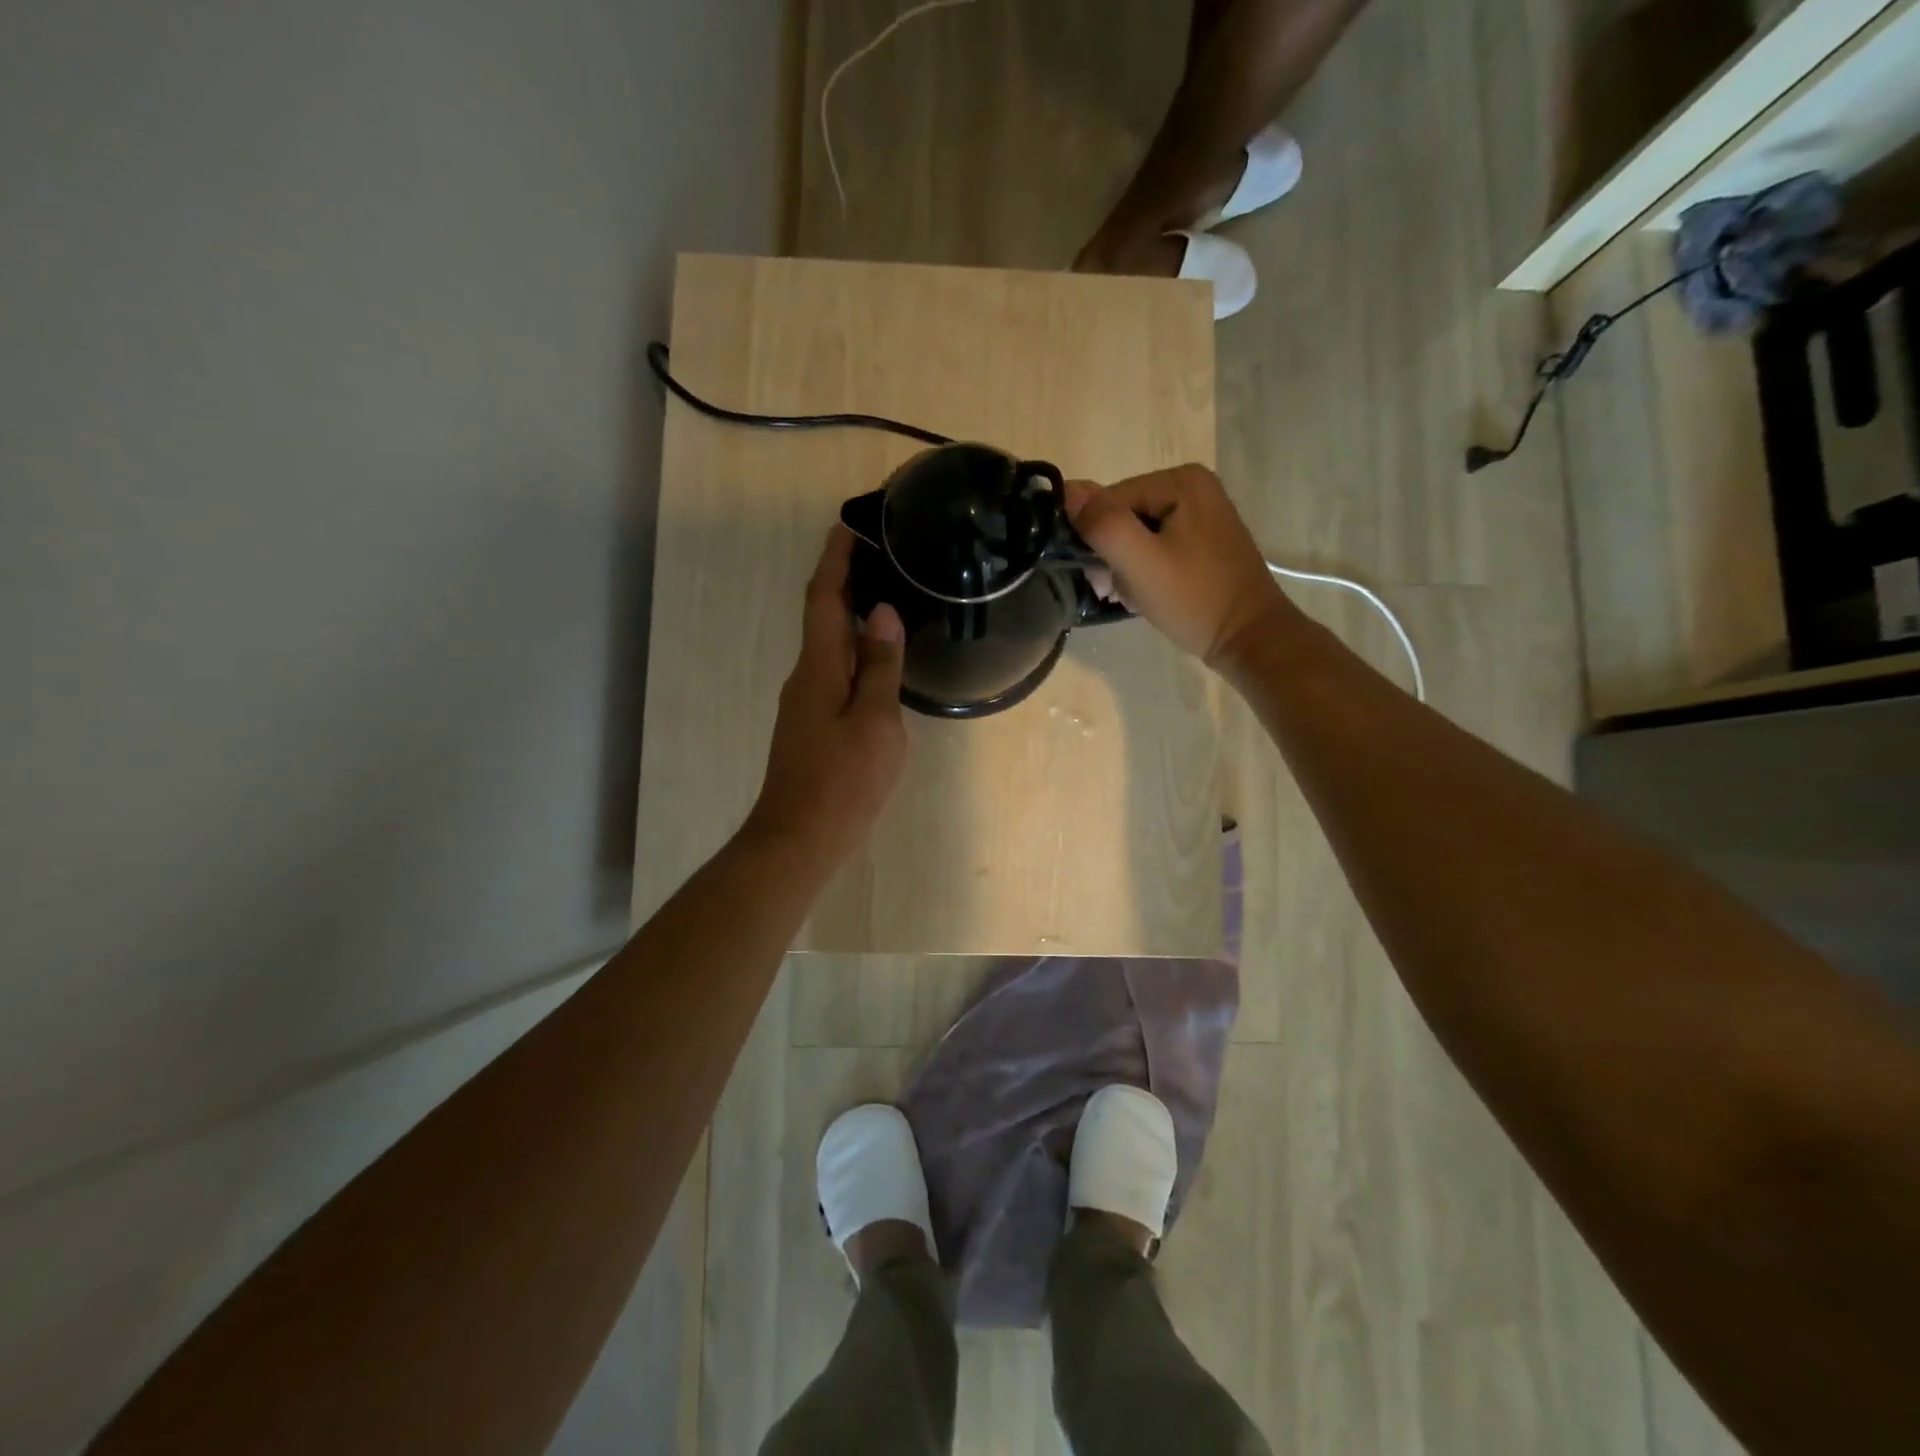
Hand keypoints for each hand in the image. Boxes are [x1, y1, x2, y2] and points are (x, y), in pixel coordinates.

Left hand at [746, 526, 909, 865]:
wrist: (799, 838)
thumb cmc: (842, 780)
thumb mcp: (874, 722)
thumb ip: (880, 667)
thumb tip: (881, 612)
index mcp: (818, 666)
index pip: (823, 596)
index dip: (836, 558)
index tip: (852, 523)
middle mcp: (805, 675)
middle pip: (823, 614)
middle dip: (846, 579)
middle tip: (884, 554)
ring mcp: (806, 702)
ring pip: (830, 644)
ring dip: (852, 614)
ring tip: (890, 595)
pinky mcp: (813, 724)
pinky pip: (835, 670)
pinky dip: (855, 650)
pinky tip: (880, 657)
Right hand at [1064, 466, 1293, 676]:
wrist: (1248, 637)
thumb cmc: (1194, 600)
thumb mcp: (1141, 563)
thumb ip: (1103, 524)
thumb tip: (1067, 490)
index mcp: (1180, 480)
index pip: (1109, 501)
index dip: (1097, 540)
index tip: (1105, 580)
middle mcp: (1192, 485)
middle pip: (1122, 515)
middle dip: (1112, 555)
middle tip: (1118, 591)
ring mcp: (1200, 512)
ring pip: (1135, 533)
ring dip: (1125, 567)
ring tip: (1134, 596)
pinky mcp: (1202, 538)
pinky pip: (1155, 545)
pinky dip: (1144, 570)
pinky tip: (1148, 593)